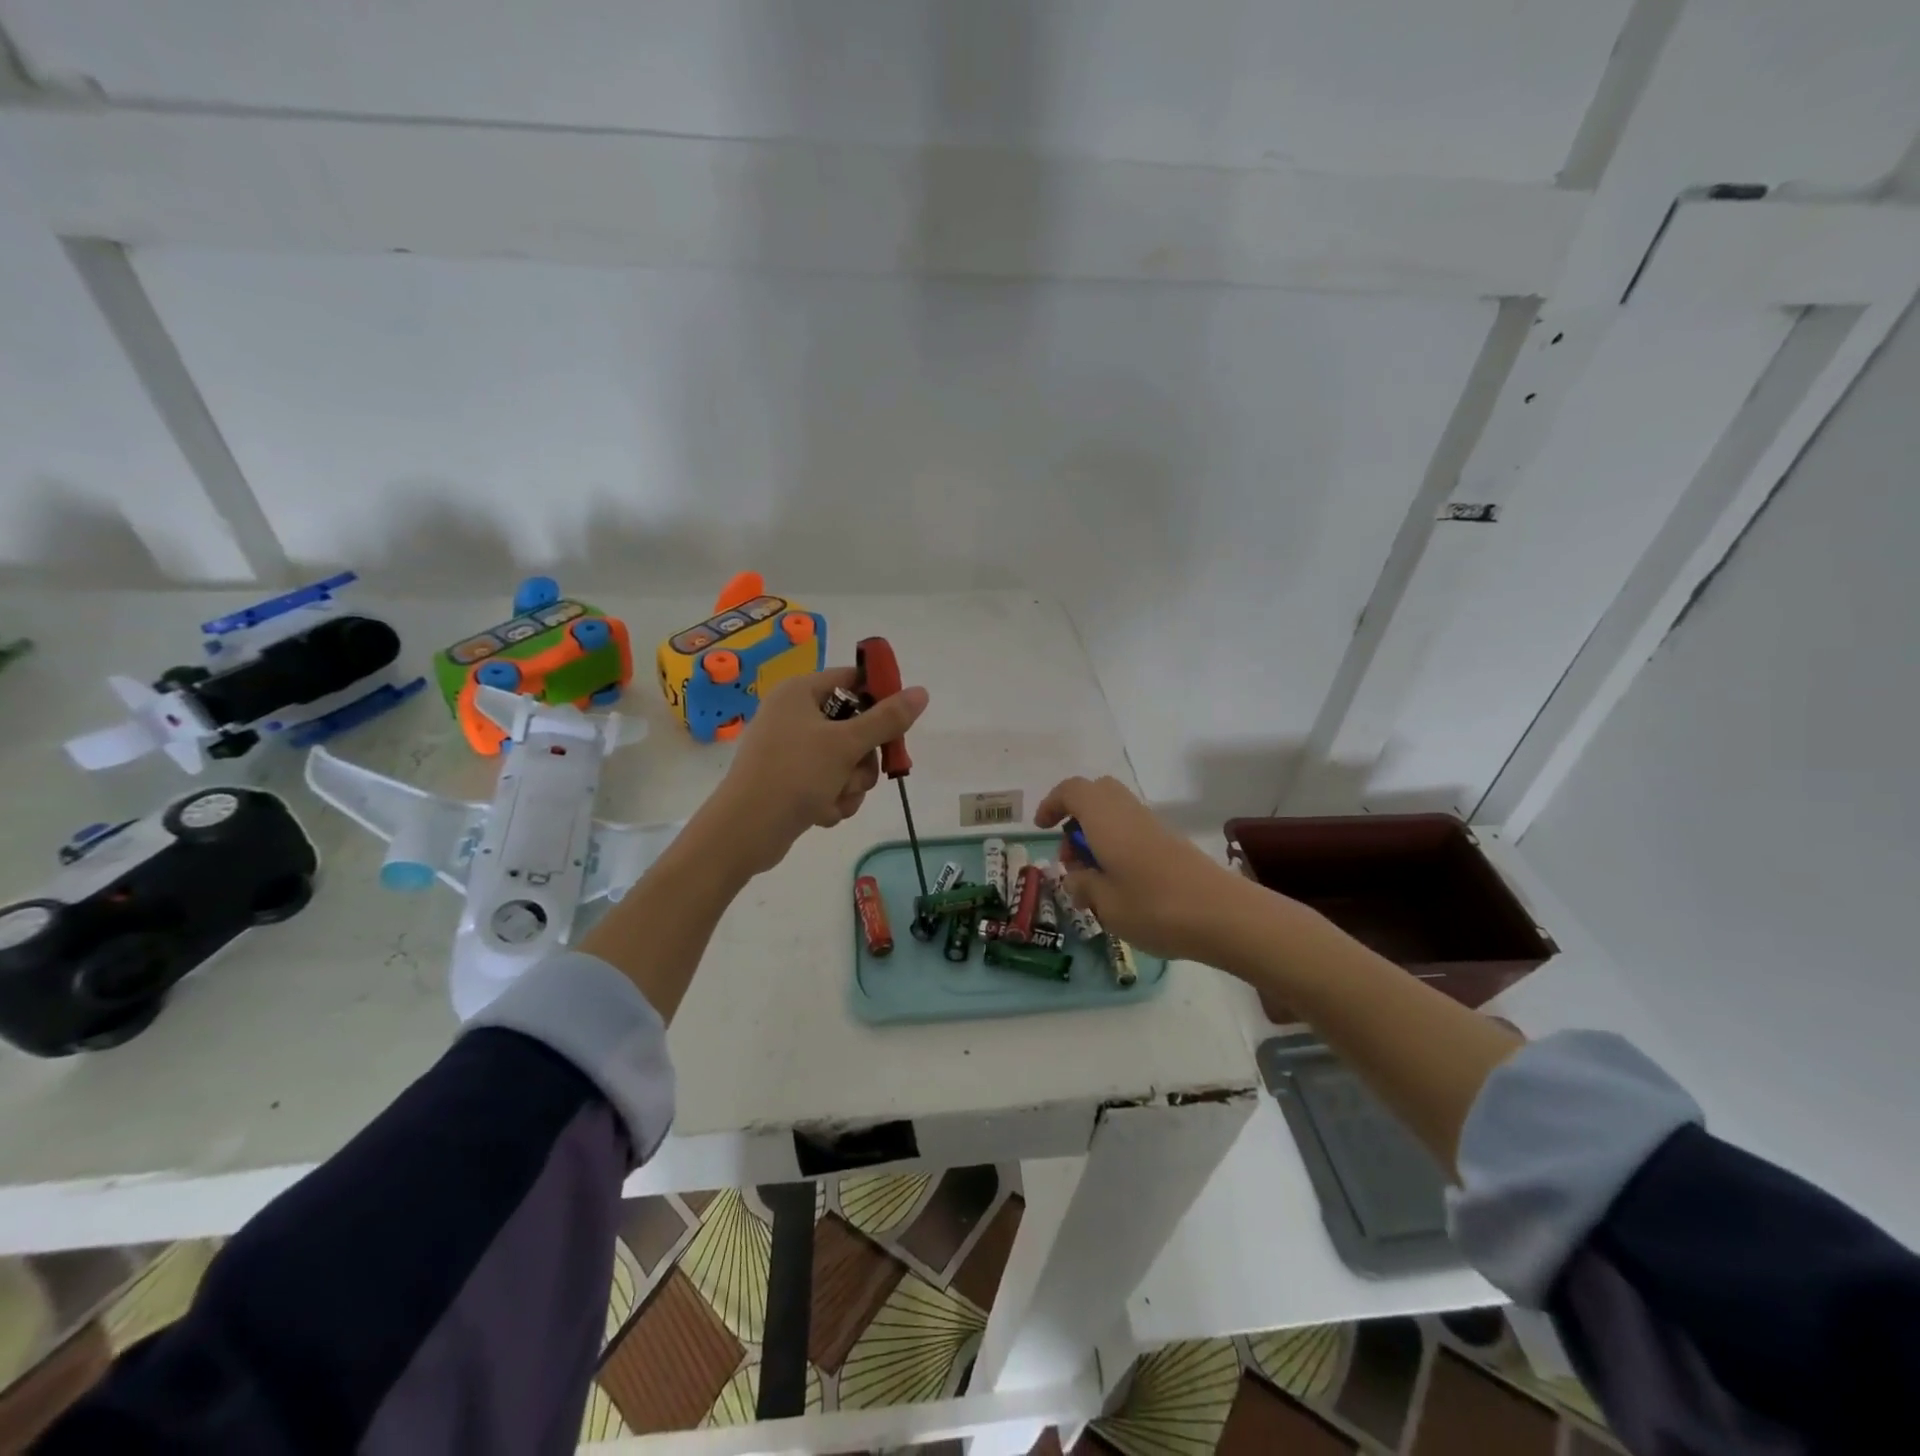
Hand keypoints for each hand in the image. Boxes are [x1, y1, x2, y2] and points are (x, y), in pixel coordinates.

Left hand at [698, 668, 929, 878]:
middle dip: (863, 757)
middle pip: (854, 725)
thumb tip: (921, 692)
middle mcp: (794, 715)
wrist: (745, 831)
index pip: (852, 680)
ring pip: (846, 760)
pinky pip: (829, 782)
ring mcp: (791, 750)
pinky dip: (833, 798)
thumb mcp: (846, 744)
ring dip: (851, 783)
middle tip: (860, 770)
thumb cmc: (794, 775)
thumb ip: (887, 719)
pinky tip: (822, 813)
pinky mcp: (791, 780)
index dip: (879, 699)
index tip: (897, 724)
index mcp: (800, 692)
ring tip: (836, 797)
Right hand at [1035, 775, 1256, 963]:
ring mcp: (1153, 826)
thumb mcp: (1105, 904)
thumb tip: (1076, 878)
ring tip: (1093, 878)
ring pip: (1116, 812)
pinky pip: (1133, 829)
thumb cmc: (1155, 907)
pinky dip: (1117, 845)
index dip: (1052, 804)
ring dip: (1097, 834)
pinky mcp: (1171, 843)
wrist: (1224, 915)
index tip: (1041, 829)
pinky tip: (1121, 884)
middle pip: (1097, 794)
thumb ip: (1083, 886)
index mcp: (1105, 819)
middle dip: (1076, 816)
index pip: (1072, 791)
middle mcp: (1128, 813)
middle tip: (1070, 855)